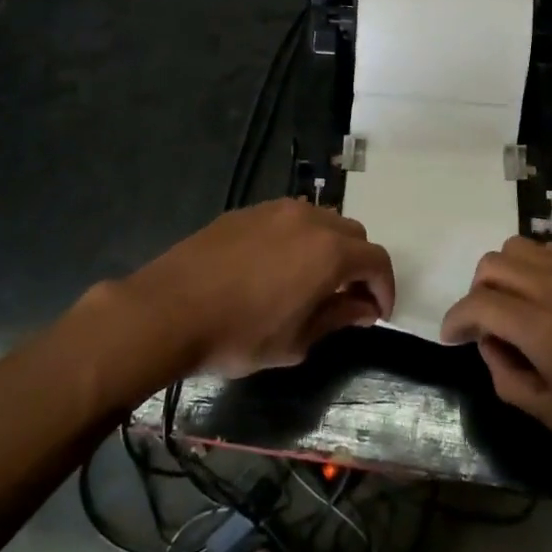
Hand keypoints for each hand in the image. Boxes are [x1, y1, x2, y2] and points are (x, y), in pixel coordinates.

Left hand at [112, 200, 395, 378]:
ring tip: (313, 279)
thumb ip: (338, 318)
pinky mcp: (246, 211)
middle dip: (359, 264)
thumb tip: (365, 308)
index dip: (384, 288)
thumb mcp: (296, 341)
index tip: (377, 313)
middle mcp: (309, 220)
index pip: (377, 261)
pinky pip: (288, 218)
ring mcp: (275, 210)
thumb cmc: (238, 335)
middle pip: (353, 233)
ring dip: (330, 246)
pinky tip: (277, 266)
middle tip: (347, 297)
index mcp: (329, 252)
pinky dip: (299, 238)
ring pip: (321, 219)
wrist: (167, 310)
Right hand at [439, 237, 551, 463]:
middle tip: (486, 326)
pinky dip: (533, 266)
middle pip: (491, 265)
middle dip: (476, 294)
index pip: (477, 304)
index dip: (455, 320)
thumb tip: (491, 348)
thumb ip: (509, 381)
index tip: (451, 338)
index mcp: (539, 326)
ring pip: (518, 247)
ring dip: (503, 273)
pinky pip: (550, 249)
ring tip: (514, 305)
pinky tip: (547, 296)